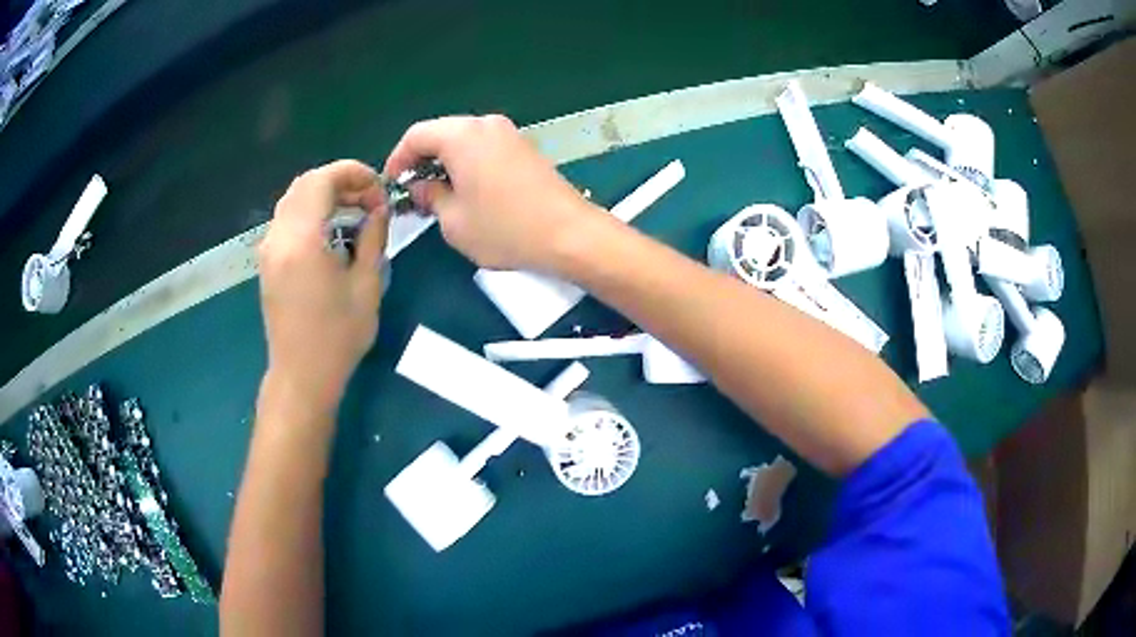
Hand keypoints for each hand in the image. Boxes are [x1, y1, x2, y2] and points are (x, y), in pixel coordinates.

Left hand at [258, 160, 388, 412]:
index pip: (322, 180)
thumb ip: (373, 237)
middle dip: (340, 180)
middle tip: (369, 198)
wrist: (302, 376)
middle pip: (305, 184)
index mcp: (302, 240)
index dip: (353, 173)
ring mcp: (268, 249)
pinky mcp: (267, 261)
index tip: (378, 189)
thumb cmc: (338, 337)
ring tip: (354, 211)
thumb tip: (379, 208)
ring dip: (324, 194)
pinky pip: (287, 218)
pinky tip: (332, 230)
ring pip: (294, 199)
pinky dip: (311, 211)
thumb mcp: (367, 285)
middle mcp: (278, 237)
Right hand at [385, 115, 601, 271]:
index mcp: (461, 135)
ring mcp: (509, 133)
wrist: (569, 234)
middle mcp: (485, 124)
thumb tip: (421, 186)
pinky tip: (468, 192)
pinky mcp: (525, 147)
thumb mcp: (453, 221)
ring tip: (439, 197)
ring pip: (463, 141)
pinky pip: (484, 148)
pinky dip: (468, 164)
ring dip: (445, 164)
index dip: (397, 159)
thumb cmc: (504, 229)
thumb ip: (430, 196)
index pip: (416, 135)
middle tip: (414, 194)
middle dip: (422, 161)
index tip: (391, 185)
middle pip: (441, 134)